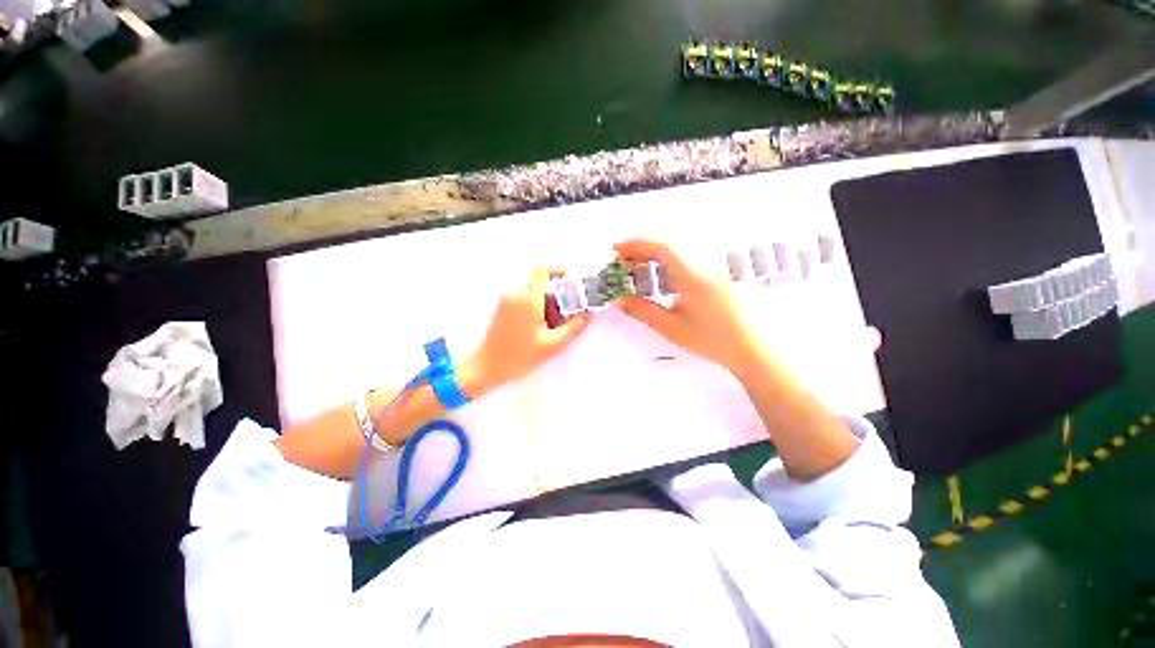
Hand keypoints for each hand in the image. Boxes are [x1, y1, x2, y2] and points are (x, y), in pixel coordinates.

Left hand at [459, 267, 589, 396]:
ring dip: (546, 305)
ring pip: (533, 293)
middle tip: (564, 318)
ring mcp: (507, 300)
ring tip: (550, 328)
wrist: (486, 367)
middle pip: (541, 285)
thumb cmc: (518, 357)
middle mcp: (515, 294)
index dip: (558, 271)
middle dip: (556, 298)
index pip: (541, 269)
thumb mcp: (551, 345)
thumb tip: (587, 315)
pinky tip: (538, 329)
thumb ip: (573, 328)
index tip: (569, 284)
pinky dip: (535, 309)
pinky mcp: (502, 308)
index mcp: (528, 299)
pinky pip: (524, 300)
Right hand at [614, 239, 758, 373]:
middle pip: (667, 246)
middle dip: (640, 250)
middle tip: (620, 263)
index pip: (662, 247)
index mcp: (694, 275)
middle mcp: (704, 265)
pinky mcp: (712, 274)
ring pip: (675, 252)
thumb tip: (618, 299)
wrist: (748, 347)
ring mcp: (710, 268)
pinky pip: (683, 260)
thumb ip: (642, 310)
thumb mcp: (671, 327)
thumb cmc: (711, 339)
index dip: (636, 244)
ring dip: (651, 256)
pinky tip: (655, 277)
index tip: (616, 250)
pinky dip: (663, 264)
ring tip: (633, 270)